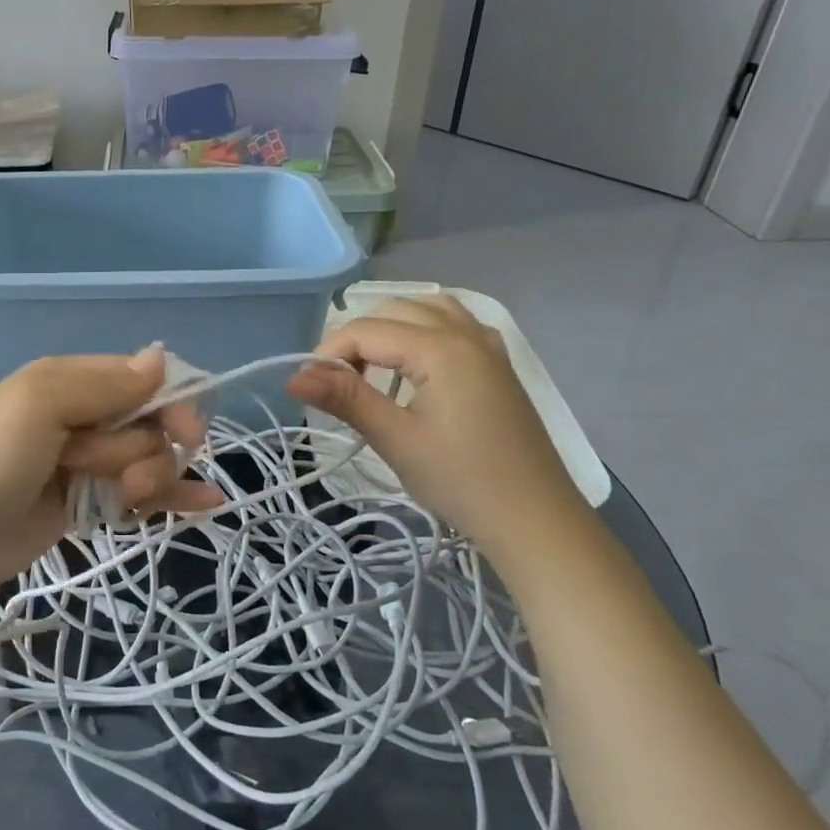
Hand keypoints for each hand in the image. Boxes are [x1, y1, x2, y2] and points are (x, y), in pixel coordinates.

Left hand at [0, 346, 222, 589]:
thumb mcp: (40, 405)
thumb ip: (103, 383)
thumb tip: (161, 357)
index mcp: (71, 381)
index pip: (142, 378)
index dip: (172, 402)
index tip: (186, 431)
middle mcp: (84, 415)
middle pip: (151, 423)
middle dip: (145, 450)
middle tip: (118, 476)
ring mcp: (88, 461)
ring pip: (150, 459)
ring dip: (151, 480)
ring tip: (124, 500)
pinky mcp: (90, 501)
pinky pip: (141, 493)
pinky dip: (172, 497)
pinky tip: (206, 504)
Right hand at [288, 295, 588, 555]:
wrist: (536, 520)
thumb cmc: (462, 480)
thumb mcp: (396, 439)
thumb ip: (345, 399)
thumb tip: (294, 377)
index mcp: (442, 347)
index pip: (367, 330)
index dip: (328, 353)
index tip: (308, 387)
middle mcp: (467, 332)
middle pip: (394, 311)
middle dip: (356, 339)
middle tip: (337, 384)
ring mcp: (488, 345)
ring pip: (426, 310)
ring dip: (390, 328)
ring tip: (371, 369)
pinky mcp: (498, 364)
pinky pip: (453, 323)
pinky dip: (422, 330)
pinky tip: (413, 364)